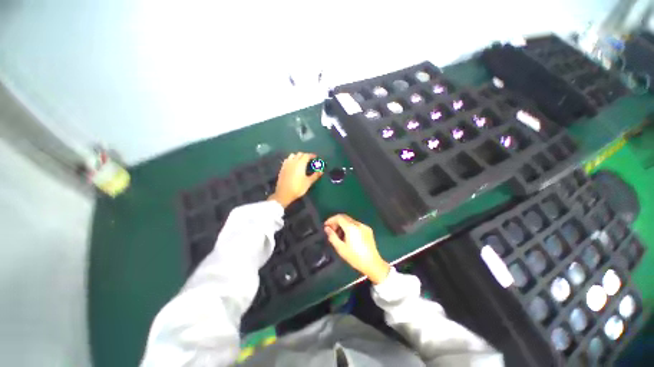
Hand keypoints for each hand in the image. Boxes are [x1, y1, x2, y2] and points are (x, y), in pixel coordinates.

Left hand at [268, 152, 321, 208]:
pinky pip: (287, 160)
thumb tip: (321, 171)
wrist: (284, 193)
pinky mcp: (282, 168)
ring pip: (292, 155)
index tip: (315, 157)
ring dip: (298, 156)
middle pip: (299, 154)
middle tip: (309, 160)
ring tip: (301, 161)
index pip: (307, 155)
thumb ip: (315, 175)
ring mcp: (286, 164)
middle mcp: (293, 161)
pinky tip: (293, 165)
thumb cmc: (298, 188)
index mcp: (300, 163)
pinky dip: (292, 159)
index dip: (311, 155)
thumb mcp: (308, 182)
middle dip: (305, 155)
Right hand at [324, 214, 390, 284]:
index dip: (331, 220)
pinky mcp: (368, 230)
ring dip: (343, 225)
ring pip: (350, 221)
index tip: (326, 226)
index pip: (339, 217)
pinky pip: (356, 225)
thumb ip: (332, 236)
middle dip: (336, 222)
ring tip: (338, 235)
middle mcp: (358, 224)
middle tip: (331, 230)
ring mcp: (364, 226)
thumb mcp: (340, 248)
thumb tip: (327, 228)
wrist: (373, 264)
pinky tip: (348, 236)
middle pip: (345, 217)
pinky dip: (349, 227)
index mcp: (351, 227)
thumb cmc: (355, 257)